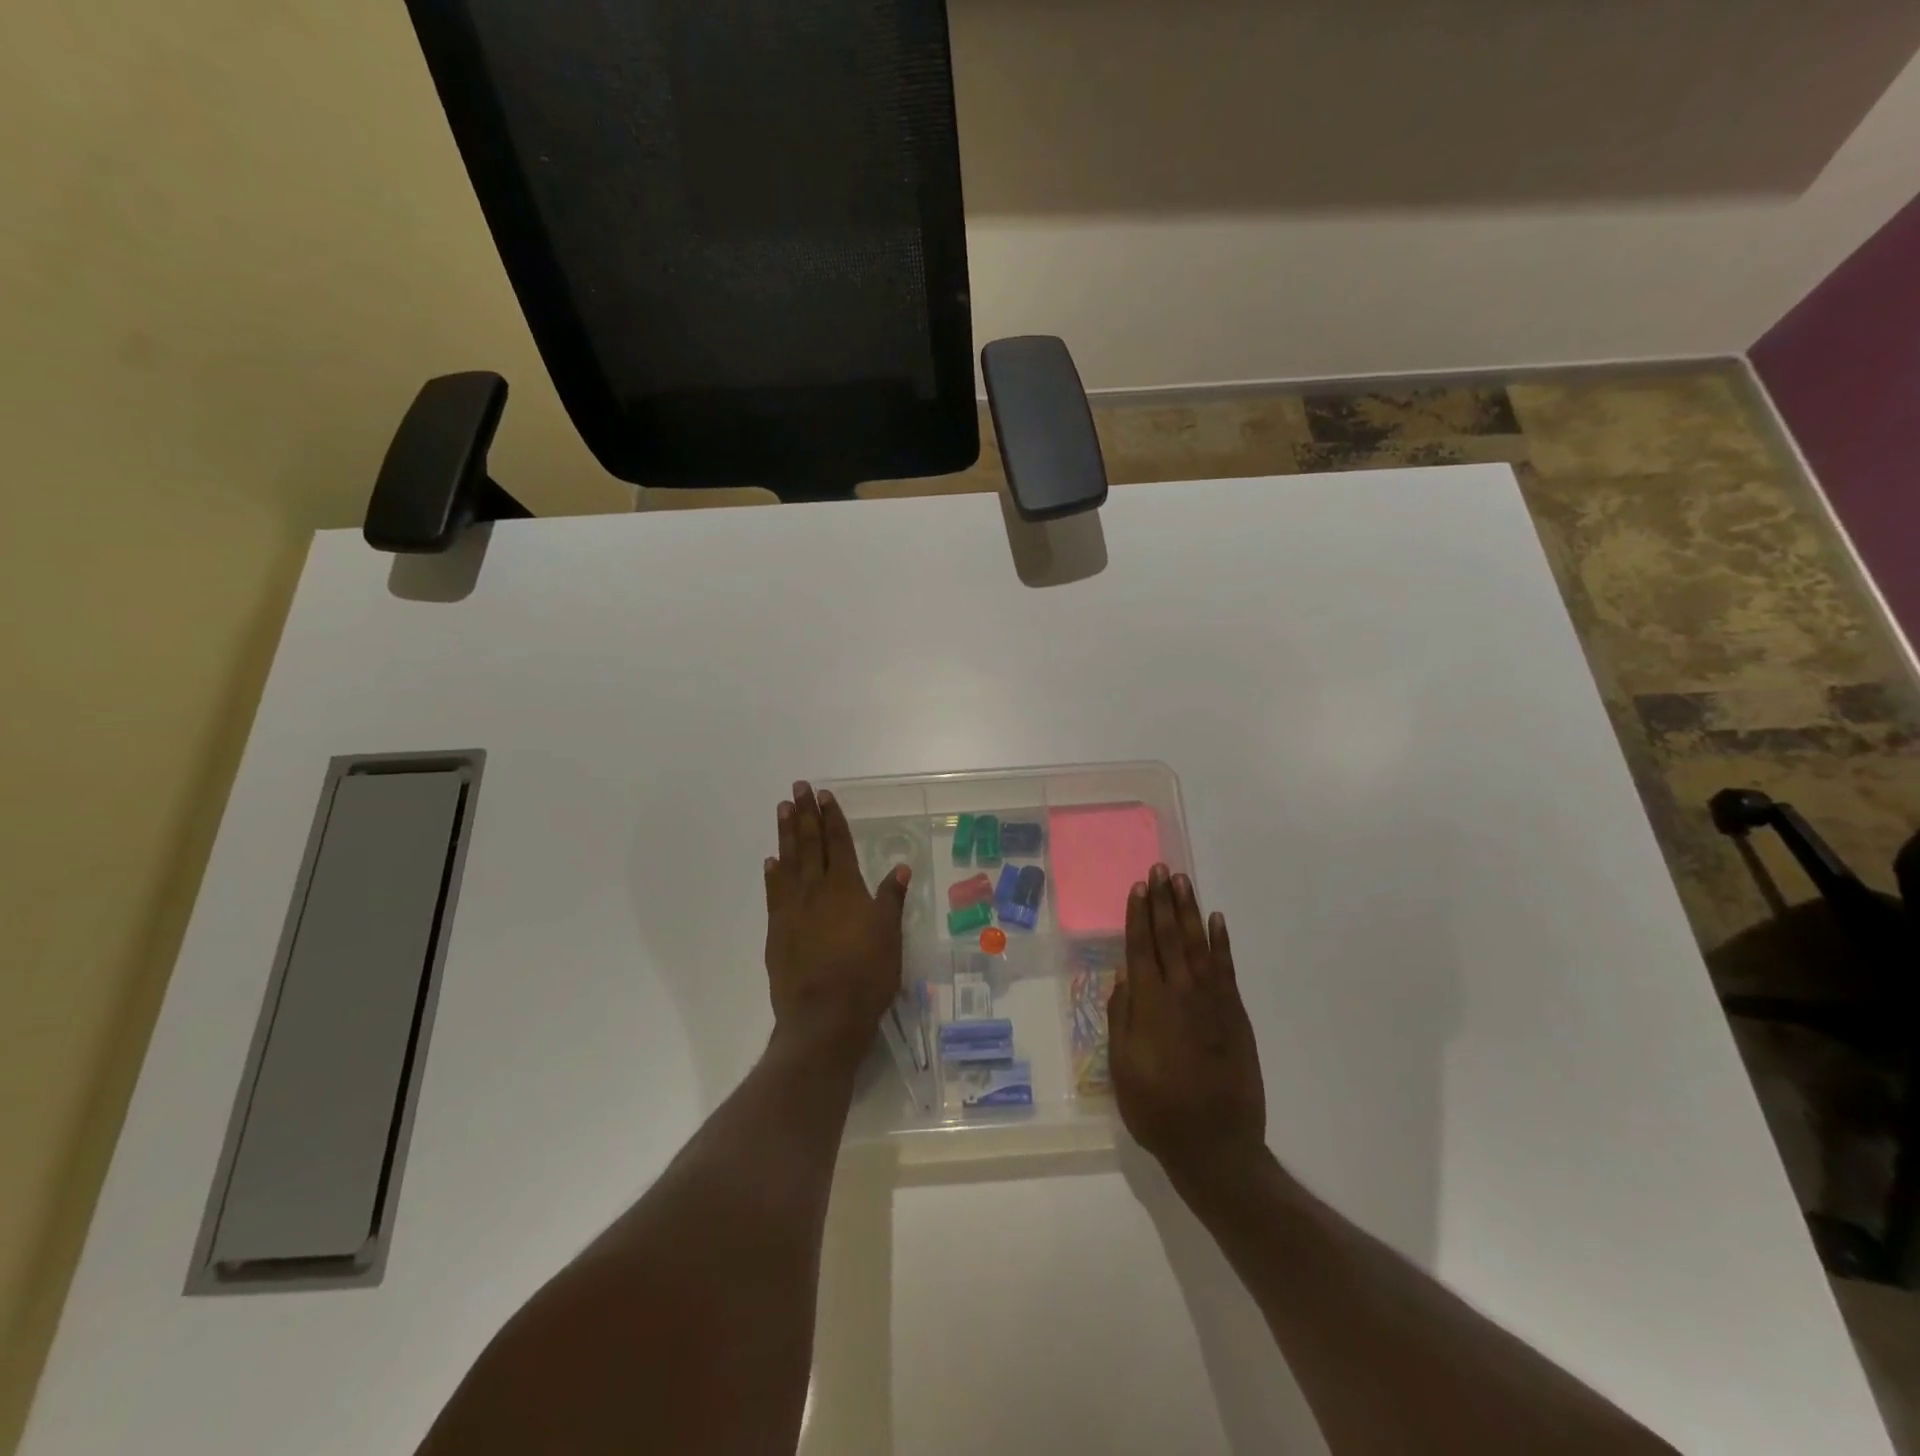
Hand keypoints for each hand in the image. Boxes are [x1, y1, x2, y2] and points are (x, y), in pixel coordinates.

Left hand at [763, 781, 909, 1063]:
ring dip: (785, 834)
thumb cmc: (866, 975)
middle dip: (804, 814)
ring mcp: (792, 909)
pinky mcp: (776, 931)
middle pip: (809, 844)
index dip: (832, 818)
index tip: (825, 795)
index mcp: (846, 888)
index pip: (838, 843)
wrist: (823, 1017)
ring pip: (788, 862)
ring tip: (782, 810)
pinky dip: (772, 874)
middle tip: (798, 788)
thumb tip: (901, 866)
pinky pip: (773, 893)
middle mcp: (816, 890)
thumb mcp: (890, 935)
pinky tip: (771, 862)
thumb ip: (891, 898)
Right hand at [1110, 865, 1266, 1185]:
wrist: (1216, 1146)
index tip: (1138, 887)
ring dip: (1189, 912)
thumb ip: (1122, 1019)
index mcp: (1150, 1006)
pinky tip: (1217, 921)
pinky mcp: (1236, 1015)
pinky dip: (1222, 943)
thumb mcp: (1123, 1069)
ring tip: (1182, 882)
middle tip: (1160, 870)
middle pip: (1169, 938)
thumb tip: (1123, 978)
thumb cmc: (1158, 1110)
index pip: (1141, 948)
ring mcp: (1213, 1002)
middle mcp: (1182, 994)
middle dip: (1163, 902)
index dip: (1138, 916)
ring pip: (1198, 945)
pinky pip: (1227, 969)